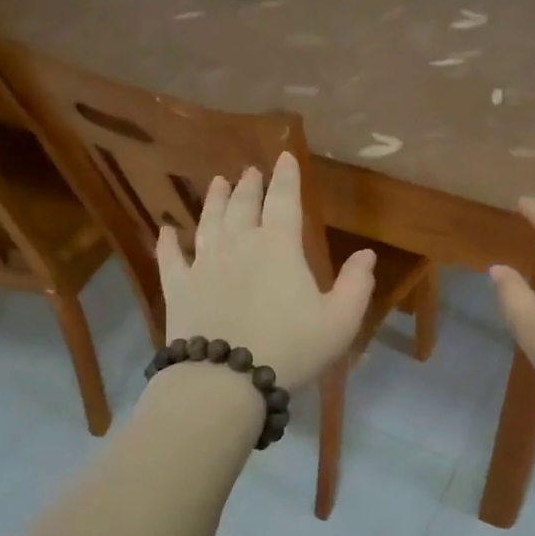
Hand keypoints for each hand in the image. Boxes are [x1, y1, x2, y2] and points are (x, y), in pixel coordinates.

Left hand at [156, 153, 374, 387]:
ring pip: (209, 221)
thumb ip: (356, 285)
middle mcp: (239, 244)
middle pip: (243, 205)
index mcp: (279, 246)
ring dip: (214, 200)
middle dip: (249, 185)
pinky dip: (169, 241)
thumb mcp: (339, 321)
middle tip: (250, 171)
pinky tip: (167, 230)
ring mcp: (204, 263)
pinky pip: (171, 257)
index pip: (284, 200)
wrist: (226, 378)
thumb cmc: (291, 348)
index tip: (284, 156)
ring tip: (217, 182)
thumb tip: (367, 254)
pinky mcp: (178, 287)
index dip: (286, 177)